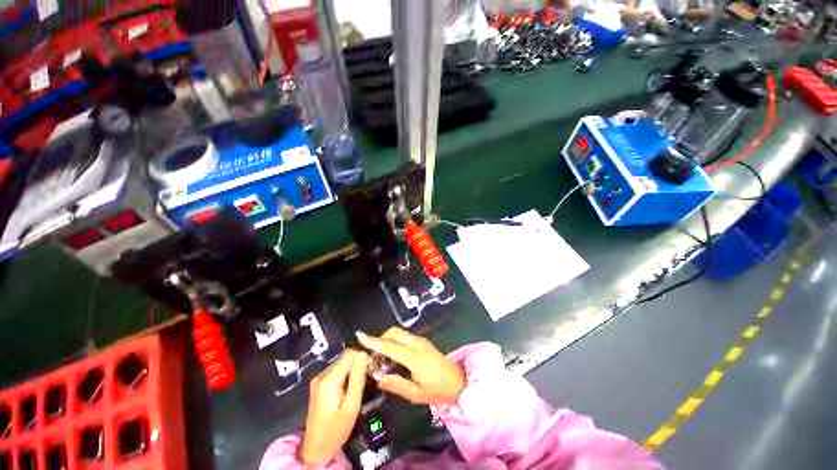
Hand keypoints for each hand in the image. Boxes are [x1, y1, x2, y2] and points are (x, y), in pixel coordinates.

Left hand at [299, 349, 368, 466]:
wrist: (316, 448)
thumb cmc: (336, 429)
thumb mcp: (352, 405)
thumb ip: (358, 378)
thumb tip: (363, 354)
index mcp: (329, 379)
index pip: (349, 354)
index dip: (362, 358)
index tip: (370, 370)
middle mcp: (322, 374)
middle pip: (345, 358)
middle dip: (358, 365)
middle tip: (366, 380)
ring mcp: (319, 379)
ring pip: (342, 363)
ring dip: (352, 370)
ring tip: (358, 387)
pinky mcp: (319, 384)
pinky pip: (336, 371)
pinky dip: (346, 375)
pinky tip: (349, 389)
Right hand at [356, 327, 465, 404]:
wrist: (459, 381)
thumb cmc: (438, 390)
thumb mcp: (416, 394)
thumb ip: (396, 385)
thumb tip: (378, 378)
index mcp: (415, 357)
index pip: (391, 346)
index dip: (374, 341)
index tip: (360, 335)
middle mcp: (417, 344)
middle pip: (394, 333)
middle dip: (380, 339)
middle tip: (374, 358)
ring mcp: (421, 340)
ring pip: (399, 333)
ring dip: (387, 340)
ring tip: (382, 359)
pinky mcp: (422, 341)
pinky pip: (404, 336)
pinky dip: (394, 342)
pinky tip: (393, 357)